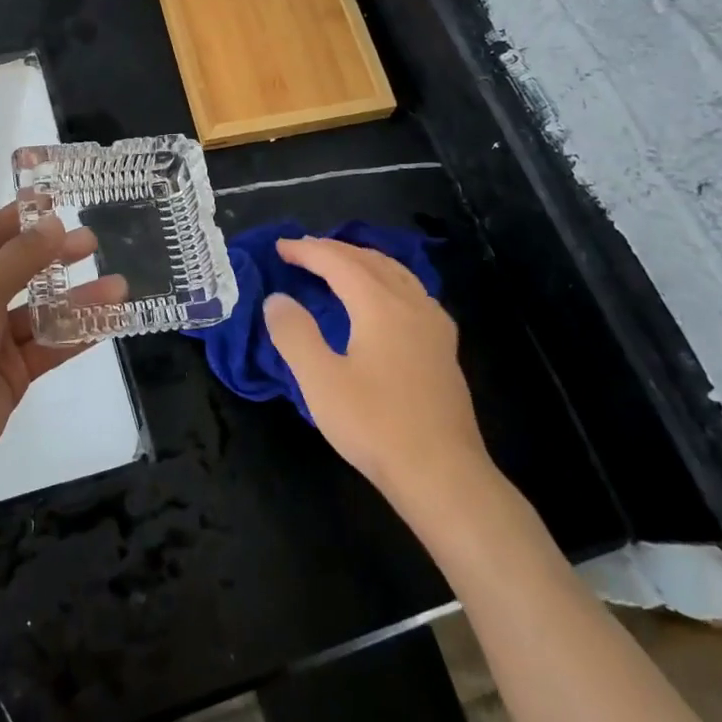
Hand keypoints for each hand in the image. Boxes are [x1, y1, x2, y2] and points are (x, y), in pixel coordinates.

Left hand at [0, 204, 125, 485]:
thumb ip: (19, 258)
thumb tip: (54, 223)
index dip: (22, 217)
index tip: (57, 201)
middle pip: (22, 271)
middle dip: (56, 256)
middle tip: (92, 242)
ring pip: (44, 311)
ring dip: (78, 299)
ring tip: (119, 286)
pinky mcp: (13, 372)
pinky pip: (50, 346)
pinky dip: (78, 334)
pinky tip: (110, 322)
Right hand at [262, 236, 491, 519]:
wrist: (442, 474)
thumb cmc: (375, 425)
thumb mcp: (320, 381)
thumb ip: (294, 333)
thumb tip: (277, 299)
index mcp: (380, 305)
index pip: (338, 262)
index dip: (307, 251)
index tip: (280, 247)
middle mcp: (411, 304)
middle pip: (370, 260)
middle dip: (333, 250)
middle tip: (302, 250)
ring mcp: (434, 325)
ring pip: (396, 272)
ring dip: (362, 260)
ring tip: (338, 263)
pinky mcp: (444, 348)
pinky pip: (412, 292)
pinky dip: (386, 279)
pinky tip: (383, 298)